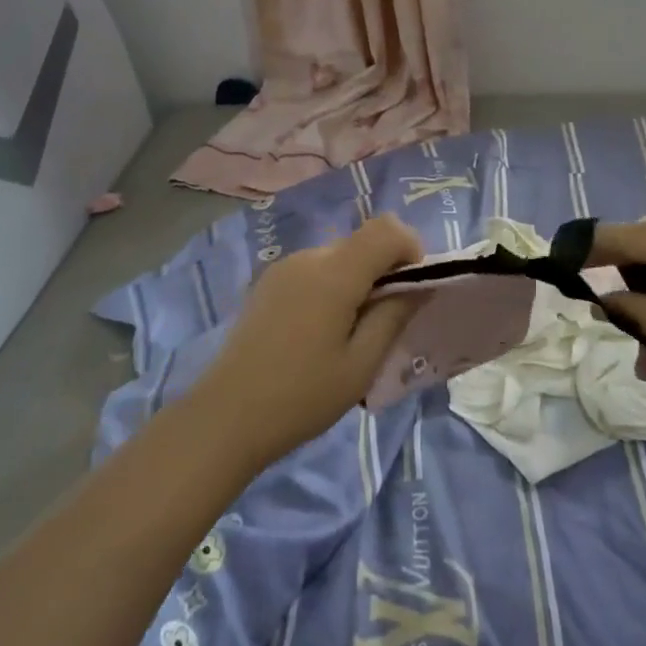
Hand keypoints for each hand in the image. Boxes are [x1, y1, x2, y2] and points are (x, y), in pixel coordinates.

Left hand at [188, 214, 425, 467]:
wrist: (226, 416)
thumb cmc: (302, 396)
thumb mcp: (361, 364)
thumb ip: (394, 315)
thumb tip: (419, 285)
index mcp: (334, 272)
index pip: (387, 229)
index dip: (411, 250)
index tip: (411, 292)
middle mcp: (308, 256)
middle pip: (363, 242)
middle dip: (385, 270)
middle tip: (385, 321)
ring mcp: (284, 267)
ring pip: (339, 256)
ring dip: (358, 281)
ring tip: (351, 334)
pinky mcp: (268, 282)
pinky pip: (315, 270)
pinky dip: (333, 287)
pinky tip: (320, 333)